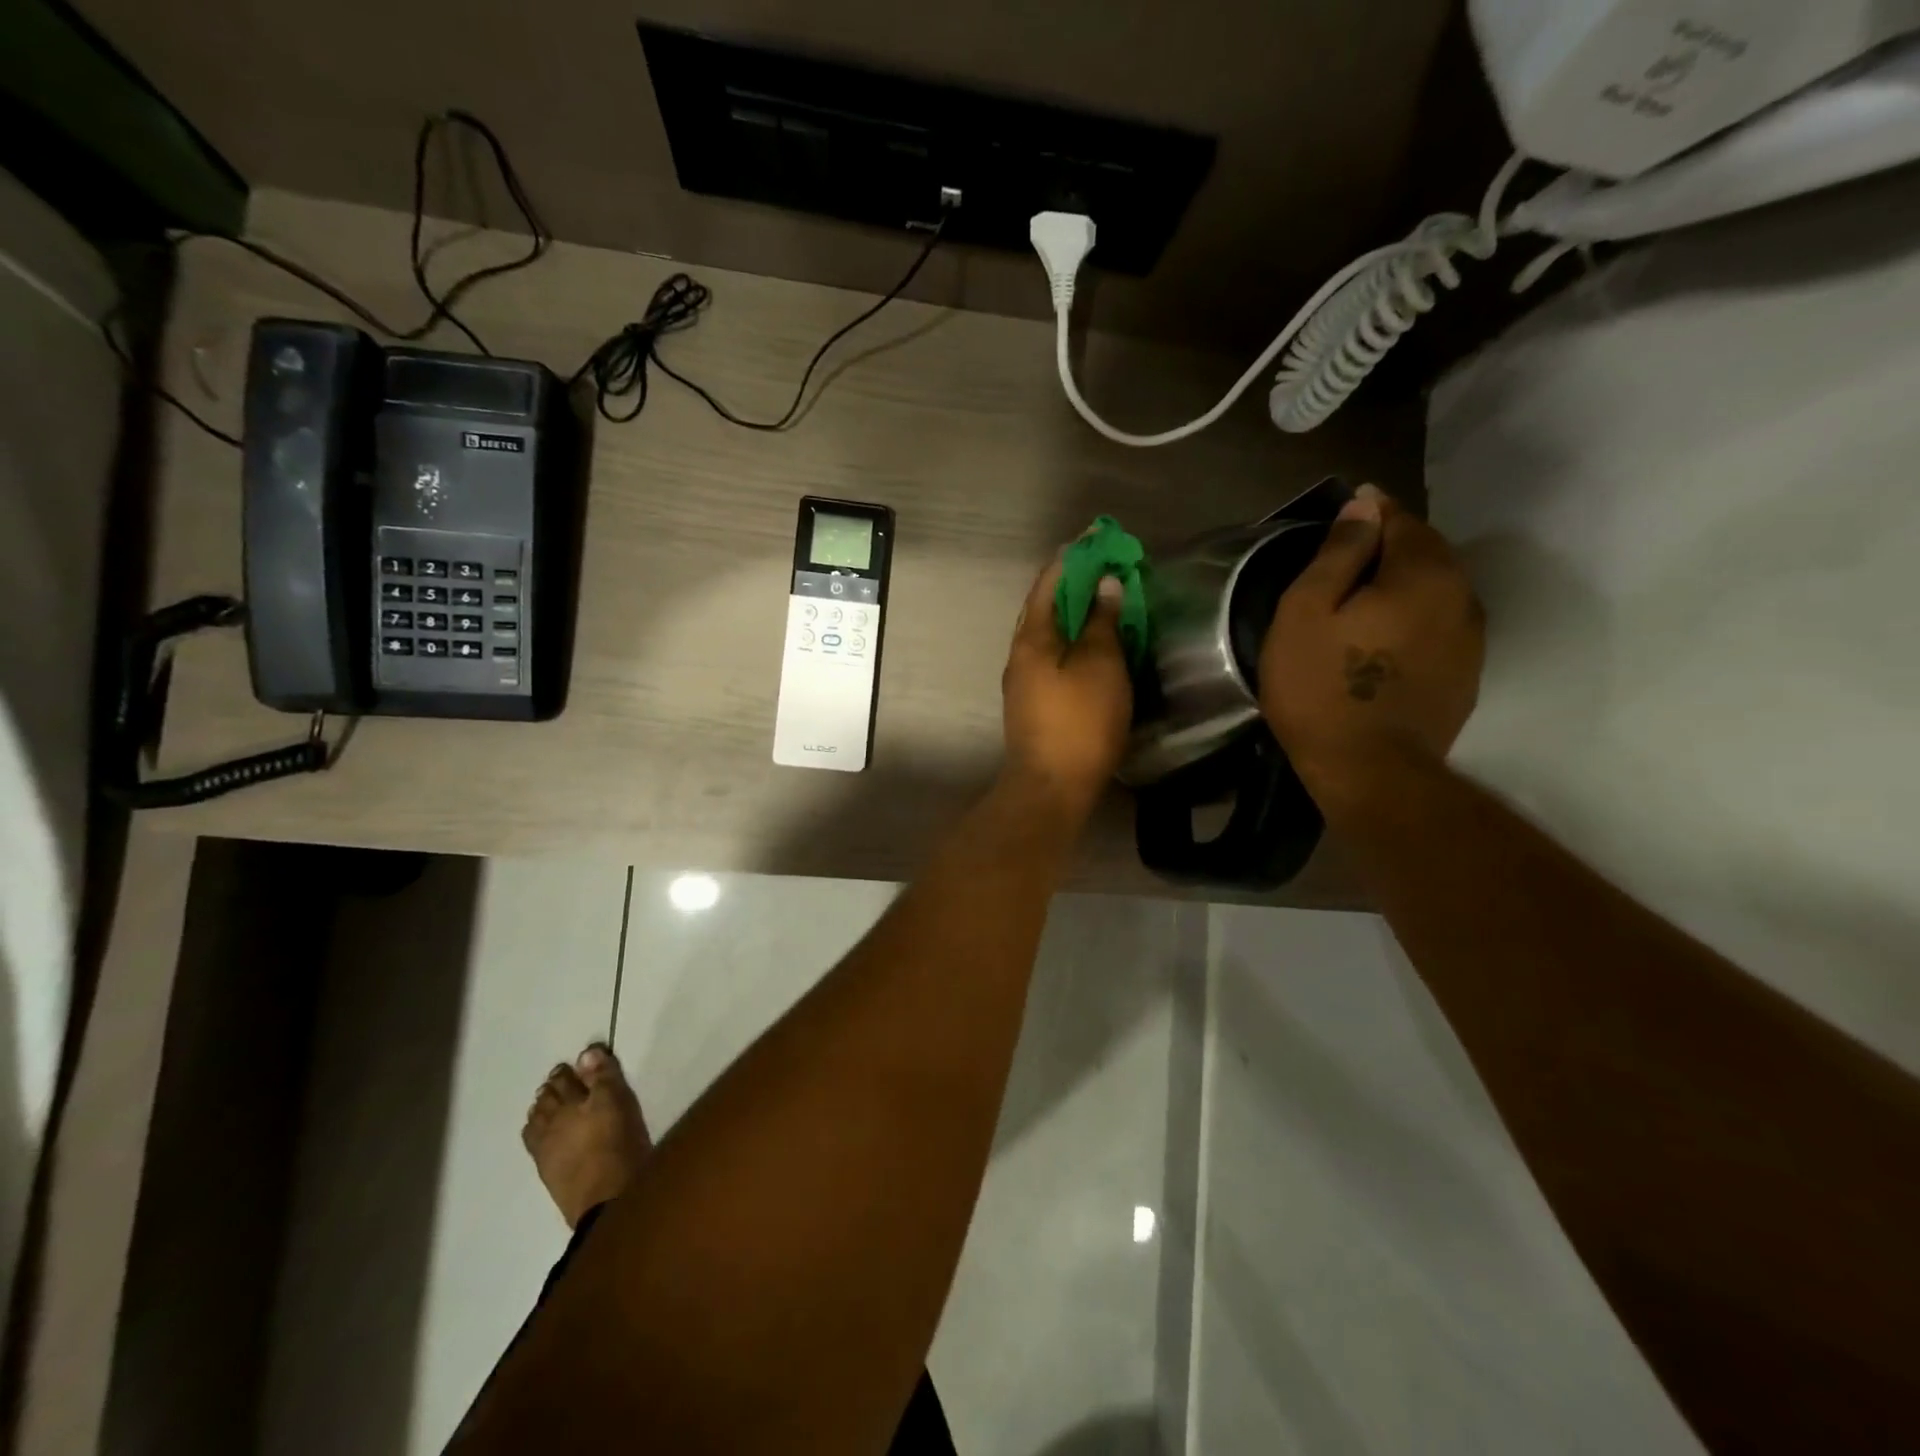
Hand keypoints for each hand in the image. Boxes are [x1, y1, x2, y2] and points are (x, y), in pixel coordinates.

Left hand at [1001, 553, 1132, 823]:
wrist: (1051, 788)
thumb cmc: (1079, 723)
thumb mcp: (1101, 667)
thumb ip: (1102, 623)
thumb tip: (1105, 585)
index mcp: (1032, 639)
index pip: (1049, 584)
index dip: (1072, 559)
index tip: (1095, 540)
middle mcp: (1020, 655)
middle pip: (1044, 608)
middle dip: (1073, 585)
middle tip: (1105, 569)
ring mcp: (1023, 682)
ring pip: (1048, 635)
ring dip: (1073, 615)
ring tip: (1104, 602)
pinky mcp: (1033, 704)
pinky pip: (1053, 658)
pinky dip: (1072, 643)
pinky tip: (1092, 647)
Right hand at [1260, 485, 1483, 812]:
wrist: (1371, 770)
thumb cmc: (1322, 688)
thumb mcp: (1305, 614)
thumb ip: (1336, 555)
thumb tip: (1362, 510)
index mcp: (1422, 574)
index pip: (1400, 521)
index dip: (1371, 511)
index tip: (1348, 508)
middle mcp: (1460, 595)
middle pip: (1428, 551)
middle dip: (1393, 543)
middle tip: (1351, 552)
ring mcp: (1471, 638)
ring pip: (1439, 589)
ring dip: (1408, 581)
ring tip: (1369, 593)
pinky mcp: (1467, 673)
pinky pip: (1442, 624)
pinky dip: (1417, 615)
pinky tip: (1389, 634)